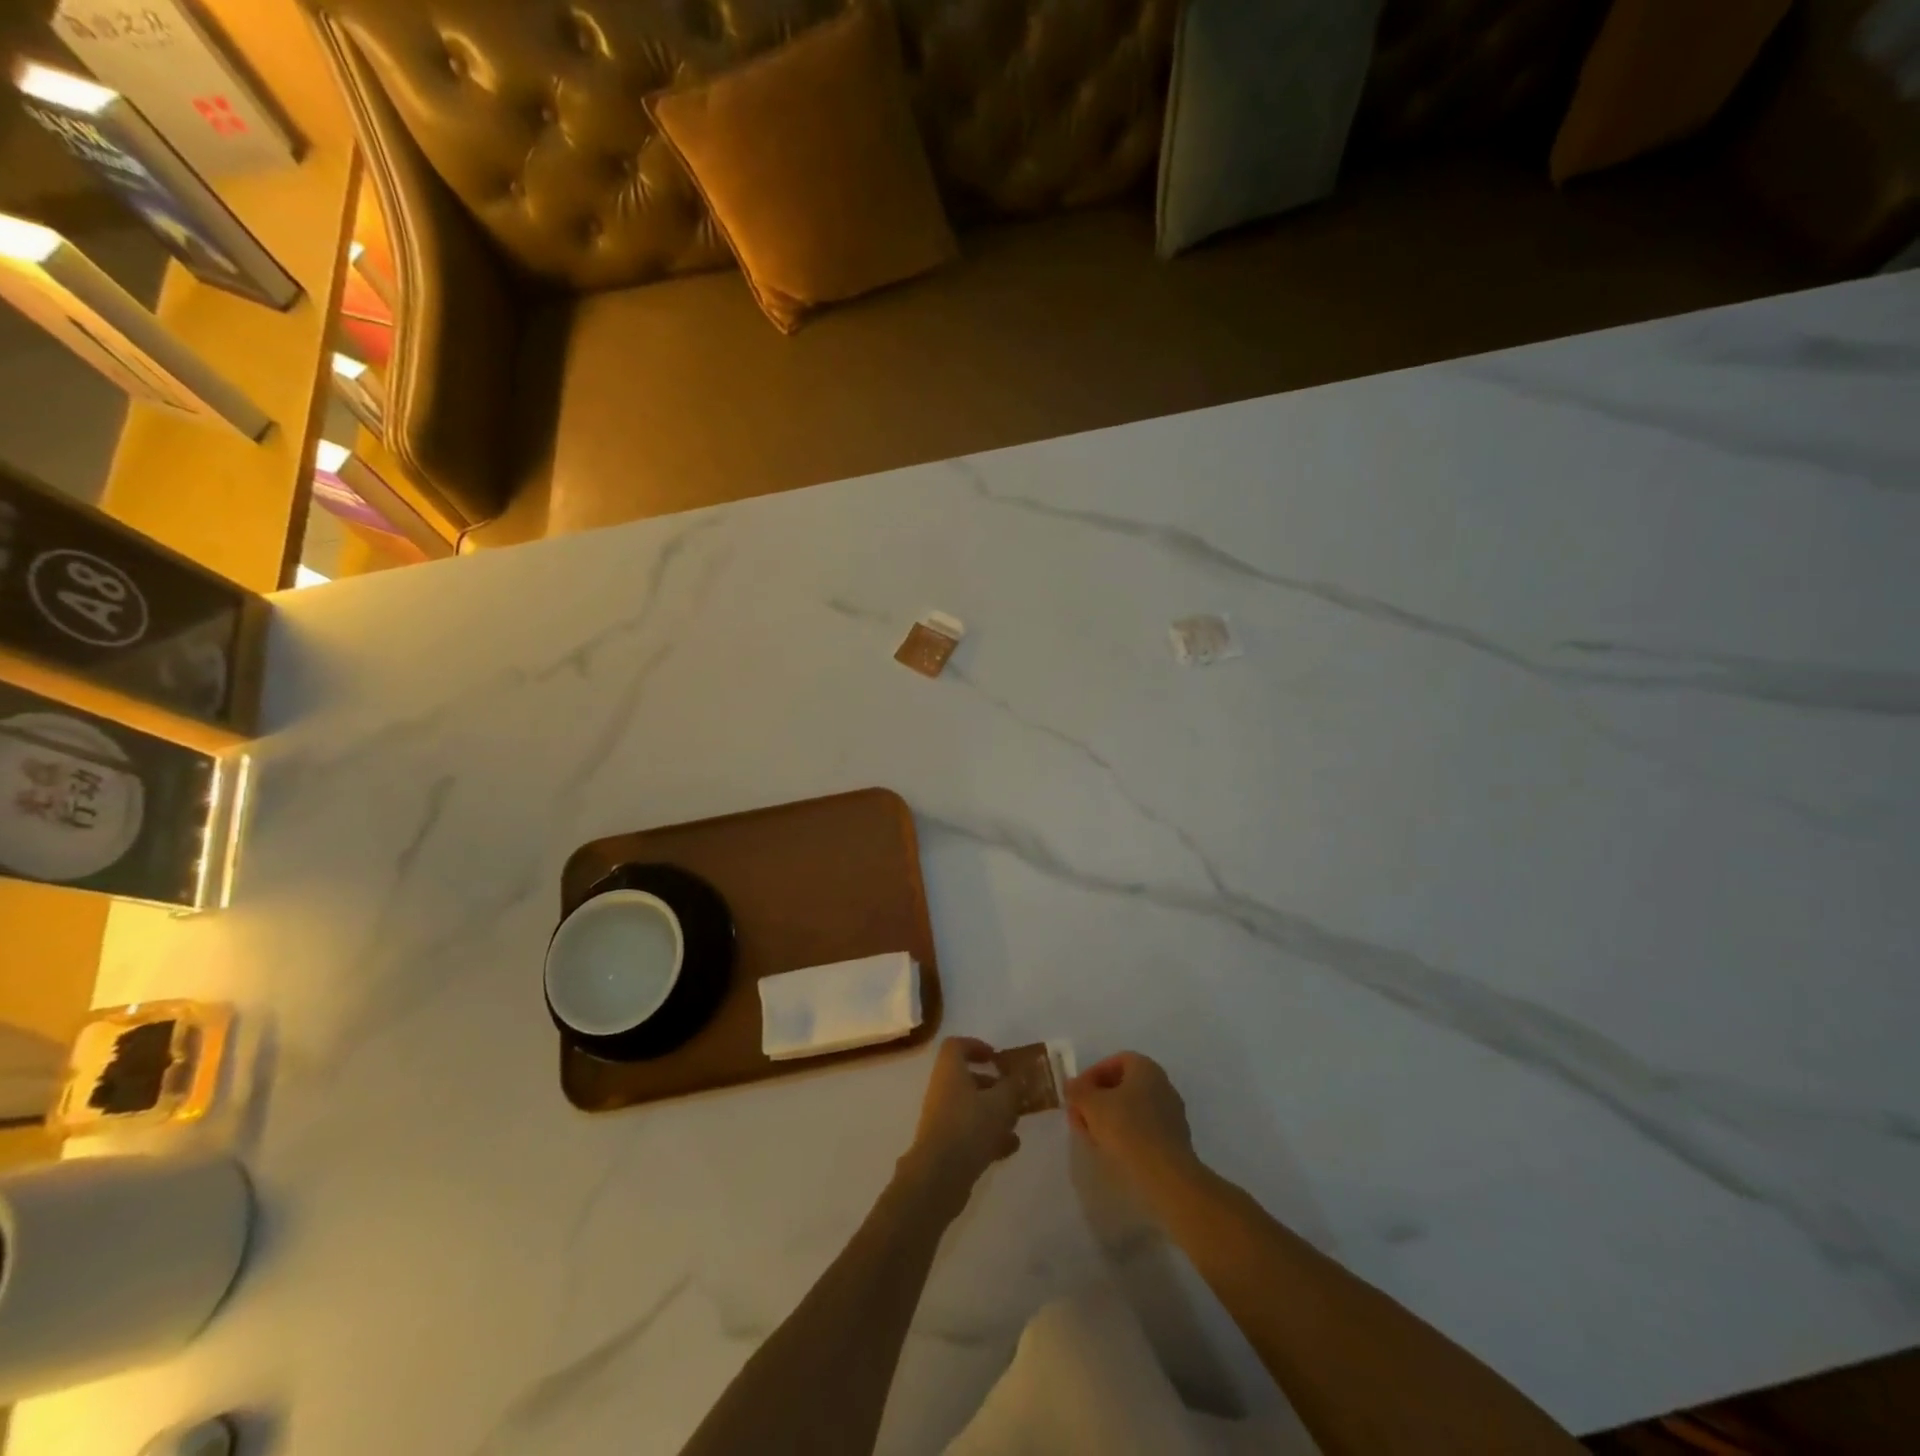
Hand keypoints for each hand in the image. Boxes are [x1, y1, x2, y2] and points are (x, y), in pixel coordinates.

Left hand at [899, 1038, 1019, 1210]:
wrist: (939, 1176)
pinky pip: (968, 1132)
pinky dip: (988, 1136)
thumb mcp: (1001, 1102)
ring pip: (970, 1107)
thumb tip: (1022, 1074)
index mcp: (950, 1070)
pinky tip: (1009, 1149)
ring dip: (994, 1113)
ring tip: (1016, 1124)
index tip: (997, 1058)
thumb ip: (1014, 1086)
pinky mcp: (945, 1145)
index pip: (957, 1046)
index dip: (977, 1046)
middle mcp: (942, 1090)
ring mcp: (942, 1118)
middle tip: (1014, 1094)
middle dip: (992, 1085)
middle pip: (966, 1078)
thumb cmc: (970, 1127)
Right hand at [1066, 1051, 1201, 1192]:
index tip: (1077, 1095)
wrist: (1167, 1175)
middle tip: (1080, 1117)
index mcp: (1146, 1068)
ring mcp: (1171, 1112)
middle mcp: (1162, 1084)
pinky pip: (1144, 1128)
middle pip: (1123, 1085)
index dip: (1091, 1075)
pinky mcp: (1174, 1139)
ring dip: (1109, 1118)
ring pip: (1132, 1108)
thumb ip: (1078, 1091)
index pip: (1114, 1061)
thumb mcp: (1092, 1105)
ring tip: (1092, 1136)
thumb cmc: (1127, 1129)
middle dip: (1097, 1099)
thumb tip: (1071, 1085)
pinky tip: (1113, 1149)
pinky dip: (1126, 1133)